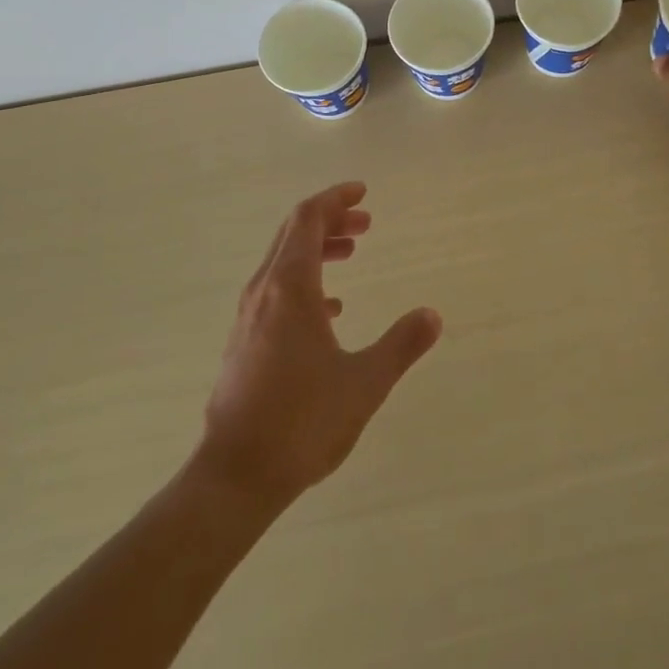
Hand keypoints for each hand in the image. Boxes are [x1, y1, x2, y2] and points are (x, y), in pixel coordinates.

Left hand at [198, 182, 441, 508]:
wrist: (235, 476)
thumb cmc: (302, 422)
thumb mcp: (365, 382)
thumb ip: (401, 344)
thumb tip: (432, 315)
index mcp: (291, 288)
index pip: (308, 219)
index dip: (335, 198)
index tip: (363, 192)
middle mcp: (264, 292)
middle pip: (293, 234)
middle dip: (330, 219)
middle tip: (366, 222)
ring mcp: (249, 318)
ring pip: (283, 262)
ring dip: (318, 249)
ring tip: (352, 253)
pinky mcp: (245, 343)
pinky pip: (277, 291)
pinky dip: (305, 282)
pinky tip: (330, 310)